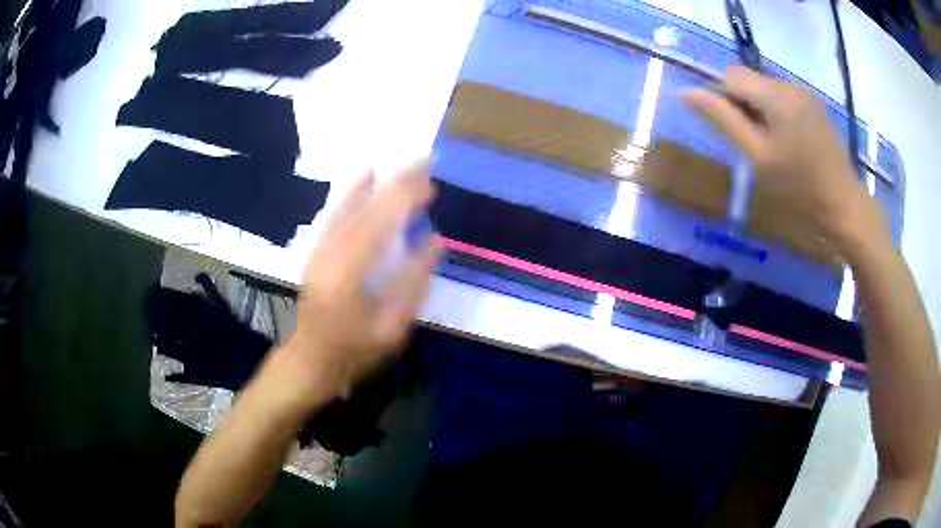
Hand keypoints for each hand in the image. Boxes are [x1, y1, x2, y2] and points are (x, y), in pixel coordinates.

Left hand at [278, 163, 442, 400]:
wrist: (313, 358)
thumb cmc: (356, 348)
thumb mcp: (391, 326)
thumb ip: (412, 282)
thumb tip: (435, 241)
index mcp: (351, 267)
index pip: (383, 217)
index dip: (408, 194)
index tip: (431, 179)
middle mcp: (333, 247)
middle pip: (368, 203)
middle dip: (398, 181)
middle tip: (426, 163)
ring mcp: (322, 246)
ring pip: (351, 201)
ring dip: (381, 182)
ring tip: (405, 167)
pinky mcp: (318, 248)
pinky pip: (338, 210)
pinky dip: (354, 190)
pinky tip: (366, 176)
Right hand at [682, 66, 885, 247]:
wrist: (844, 204)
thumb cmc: (799, 187)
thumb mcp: (758, 156)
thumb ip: (722, 119)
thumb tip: (686, 92)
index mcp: (776, 94)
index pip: (730, 76)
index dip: (721, 97)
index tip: (730, 130)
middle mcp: (790, 83)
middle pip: (748, 79)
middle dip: (741, 103)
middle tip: (752, 142)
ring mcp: (804, 92)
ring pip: (764, 87)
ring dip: (758, 108)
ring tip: (771, 144)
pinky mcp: (814, 104)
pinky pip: (782, 96)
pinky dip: (774, 111)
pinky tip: (786, 140)